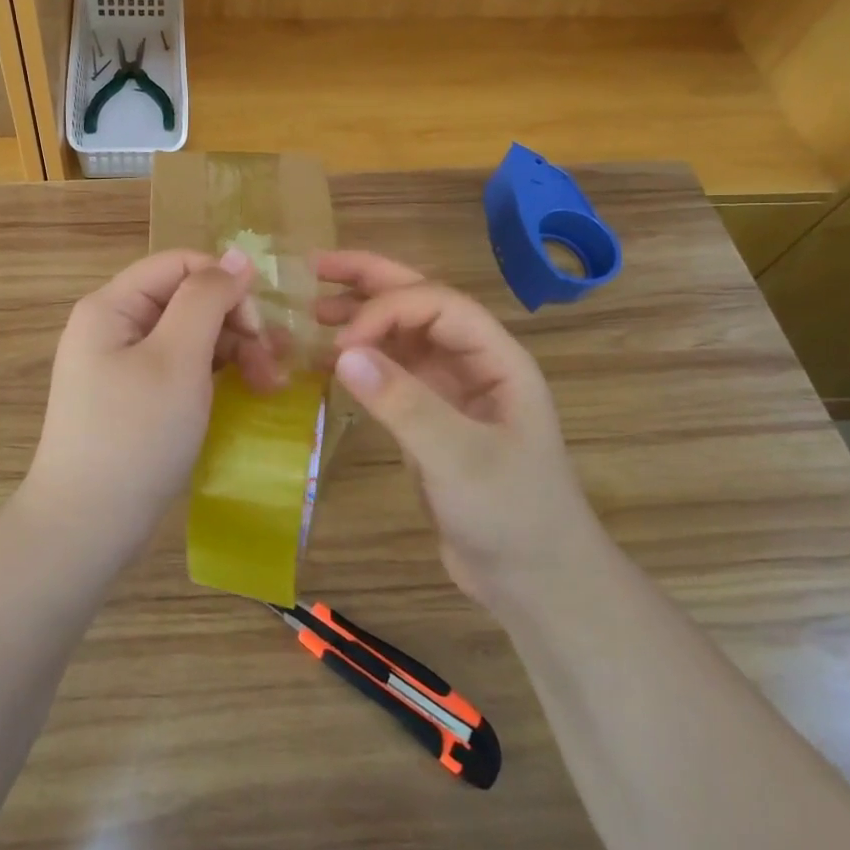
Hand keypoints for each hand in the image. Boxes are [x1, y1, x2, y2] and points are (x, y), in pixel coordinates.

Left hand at [16, 249, 280, 566]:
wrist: (86, 527)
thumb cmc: (134, 436)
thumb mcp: (178, 359)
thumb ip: (206, 299)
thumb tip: (237, 256)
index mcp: (112, 306)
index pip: (180, 265)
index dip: (225, 285)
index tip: (259, 327)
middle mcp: (113, 326)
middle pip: (186, 300)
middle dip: (235, 325)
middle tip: (273, 367)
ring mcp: (121, 364)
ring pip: (189, 335)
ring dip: (233, 352)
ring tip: (268, 387)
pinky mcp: (133, 397)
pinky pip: (180, 368)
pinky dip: (213, 377)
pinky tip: (244, 395)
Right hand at [316, 251, 598, 604]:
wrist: (535, 582)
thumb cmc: (512, 514)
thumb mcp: (460, 459)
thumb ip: (404, 403)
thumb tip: (341, 352)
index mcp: (496, 357)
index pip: (436, 304)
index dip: (385, 309)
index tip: (341, 341)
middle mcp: (472, 361)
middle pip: (419, 302)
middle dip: (369, 280)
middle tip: (315, 267)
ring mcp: (450, 389)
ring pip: (401, 334)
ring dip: (361, 315)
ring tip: (314, 309)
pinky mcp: (429, 417)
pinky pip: (391, 371)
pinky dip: (360, 359)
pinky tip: (328, 361)